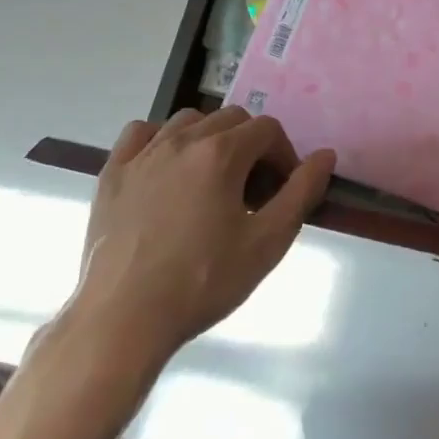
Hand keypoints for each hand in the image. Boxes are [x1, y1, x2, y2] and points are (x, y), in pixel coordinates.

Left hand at [57, 110, 334, 373]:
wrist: (123, 319)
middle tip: (251, 191)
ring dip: (210, 139)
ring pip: (188, 121)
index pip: (267, 130)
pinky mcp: (112, 173)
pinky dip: (160, 139)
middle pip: (231, 119)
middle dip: (251, 146)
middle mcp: (182, 140)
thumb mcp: (267, 243)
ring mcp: (143, 154)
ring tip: (212, 181)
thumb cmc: (202, 282)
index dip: (284, 155)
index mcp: (221, 153)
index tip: (282, 191)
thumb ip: (301, 193)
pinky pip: (141, 133)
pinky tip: (165, 168)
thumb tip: (326, 155)